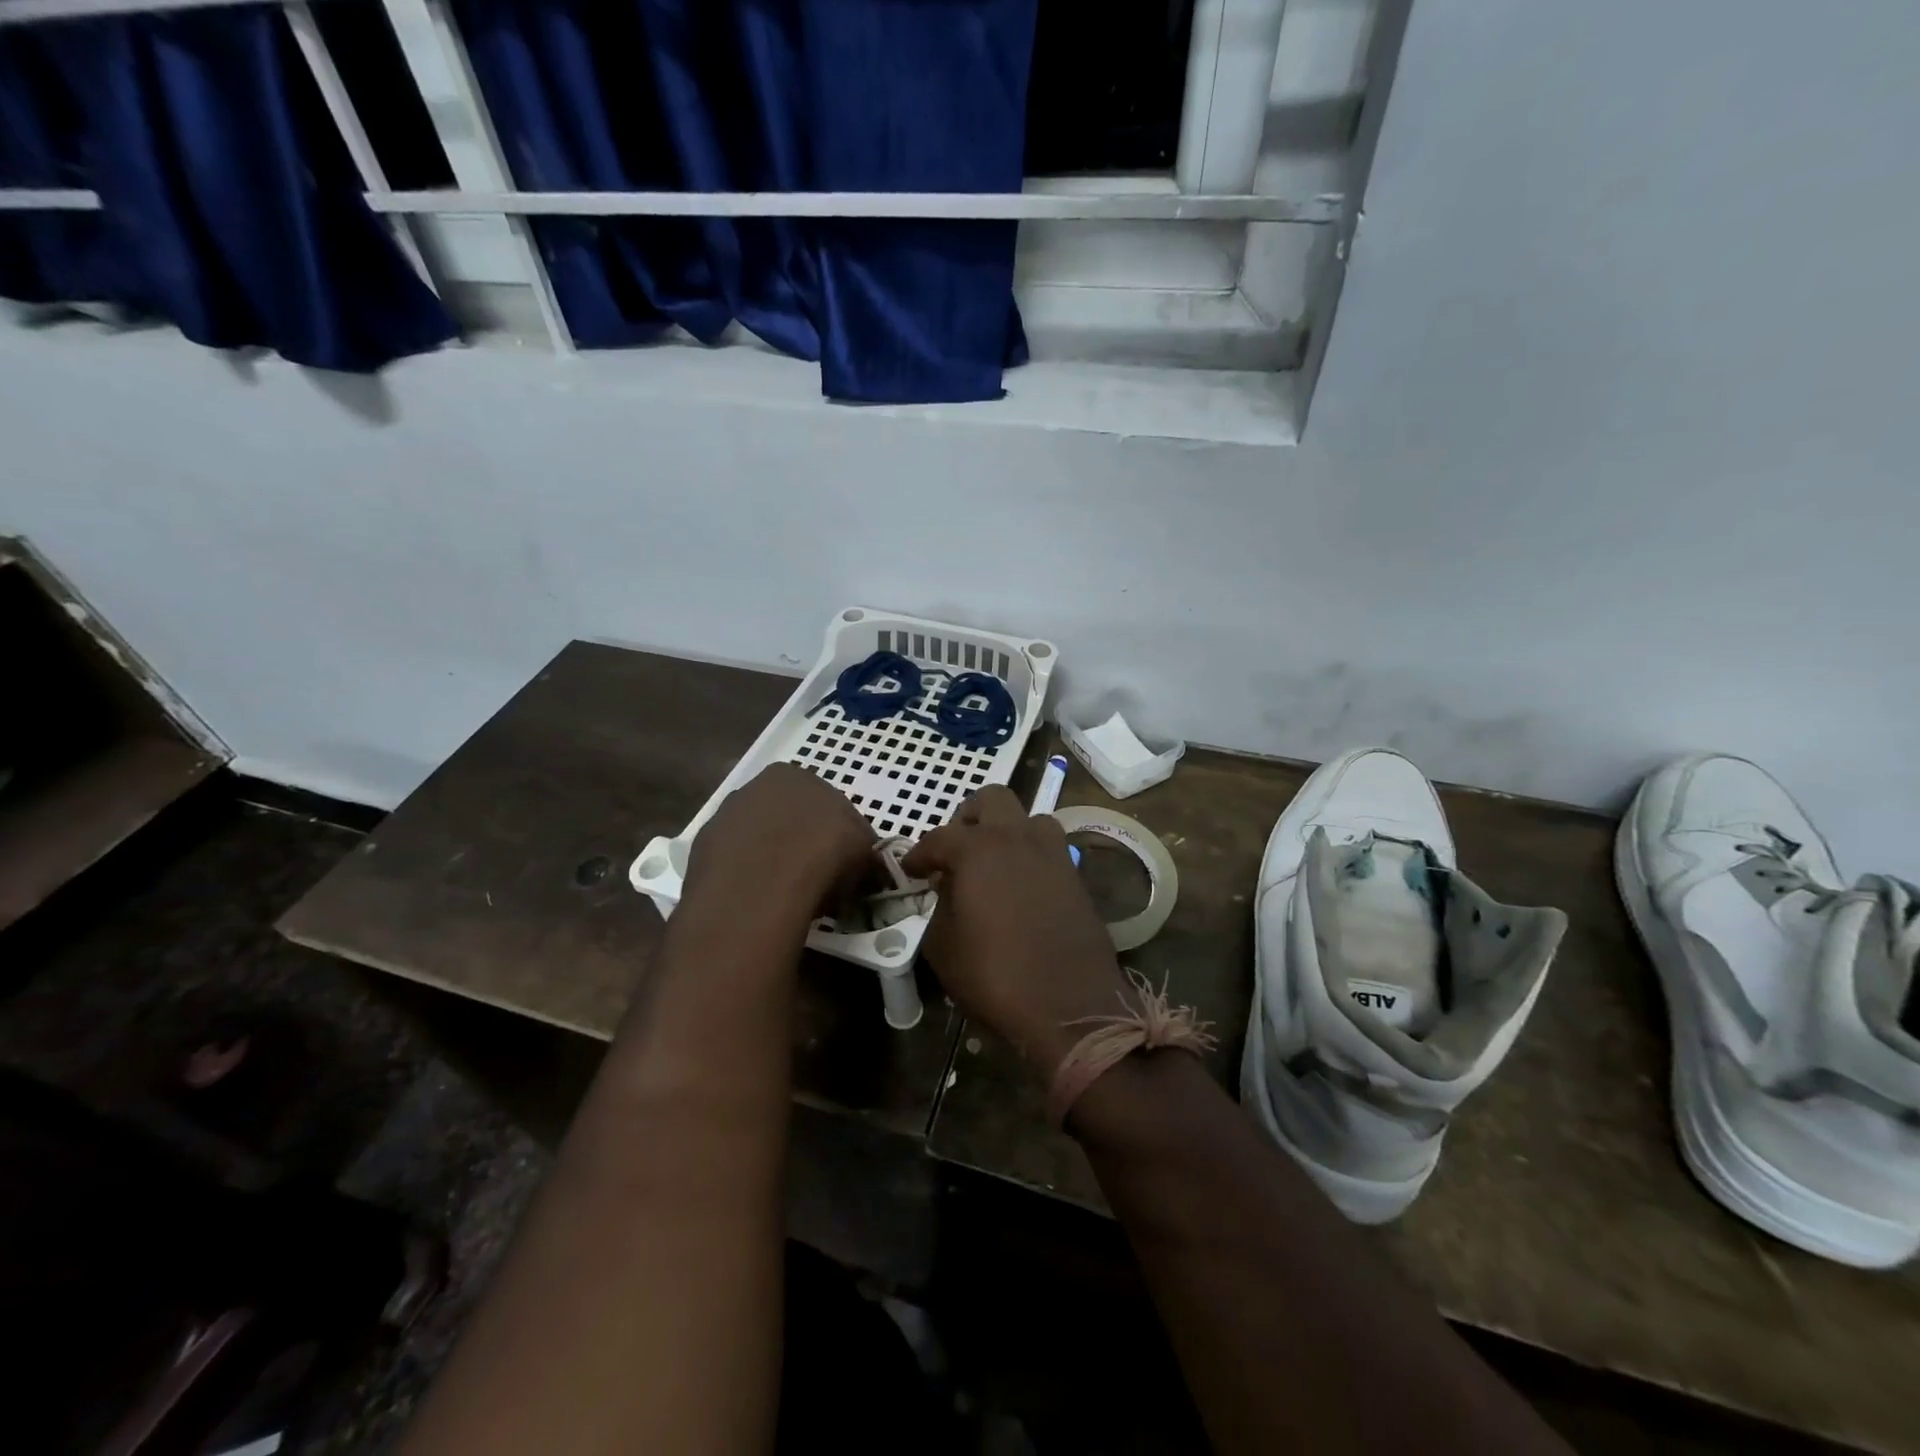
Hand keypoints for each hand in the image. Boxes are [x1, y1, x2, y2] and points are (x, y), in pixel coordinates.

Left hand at [682, 764, 876, 924]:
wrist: (762, 887)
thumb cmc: (824, 855)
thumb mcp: (865, 852)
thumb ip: (865, 851)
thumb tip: (867, 866)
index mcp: (792, 775)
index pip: (821, 801)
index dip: (835, 834)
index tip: (842, 863)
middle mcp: (754, 787)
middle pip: (786, 816)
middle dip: (801, 842)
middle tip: (817, 878)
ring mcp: (724, 817)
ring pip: (757, 839)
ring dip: (771, 859)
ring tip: (787, 894)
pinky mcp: (702, 850)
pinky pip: (734, 862)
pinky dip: (747, 876)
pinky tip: (759, 899)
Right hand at [902, 787, 1128, 1070]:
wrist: (1070, 1005)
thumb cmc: (995, 975)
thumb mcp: (943, 946)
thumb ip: (939, 906)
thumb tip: (945, 888)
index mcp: (978, 849)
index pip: (938, 838)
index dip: (919, 854)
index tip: (910, 870)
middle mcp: (1017, 837)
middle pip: (992, 799)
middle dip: (969, 817)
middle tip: (956, 850)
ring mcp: (1053, 853)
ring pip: (1029, 818)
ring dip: (1008, 830)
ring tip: (993, 863)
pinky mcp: (1076, 875)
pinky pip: (1049, 849)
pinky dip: (1031, 855)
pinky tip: (1020, 886)